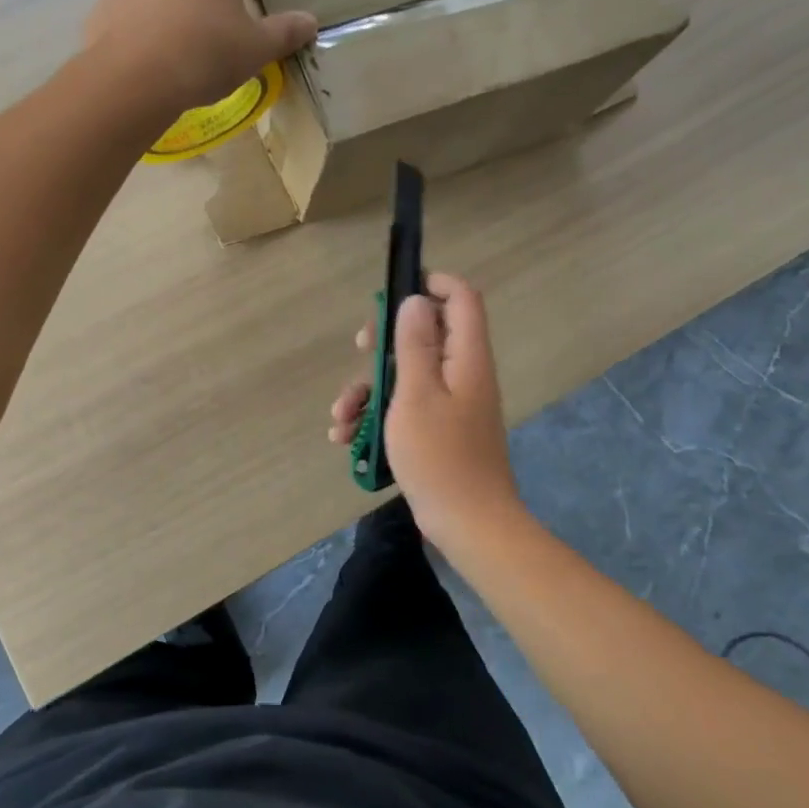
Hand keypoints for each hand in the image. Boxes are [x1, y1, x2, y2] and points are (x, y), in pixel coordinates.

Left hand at [84, 0, 317, 114]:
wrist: (130, 82)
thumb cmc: (203, 56)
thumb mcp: (254, 49)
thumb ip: (283, 32)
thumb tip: (309, 22)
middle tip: (228, 7)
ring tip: (189, 35)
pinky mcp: (106, 8)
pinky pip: (135, 9)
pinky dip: (149, 22)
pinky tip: (155, 52)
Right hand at [328, 274, 519, 542]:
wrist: (468, 523)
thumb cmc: (440, 456)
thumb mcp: (417, 394)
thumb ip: (415, 344)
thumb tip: (416, 299)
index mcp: (465, 357)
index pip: (461, 298)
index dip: (431, 284)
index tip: (393, 295)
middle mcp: (462, 372)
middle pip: (426, 332)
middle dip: (386, 339)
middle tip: (361, 348)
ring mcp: (451, 402)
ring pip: (407, 373)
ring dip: (370, 387)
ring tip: (341, 416)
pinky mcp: (438, 428)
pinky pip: (406, 405)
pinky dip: (377, 414)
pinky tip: (346, 437)